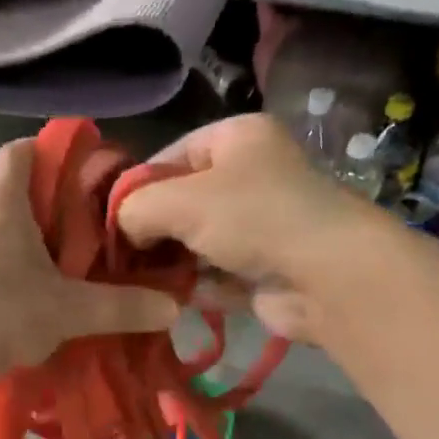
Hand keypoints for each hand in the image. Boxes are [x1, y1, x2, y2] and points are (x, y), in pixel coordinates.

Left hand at [0, 138, 180, 385]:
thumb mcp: (68, 311)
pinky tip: (12, 304)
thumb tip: (174, 308)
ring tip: (51, 276)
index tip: (82, 182)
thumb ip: (121, 307)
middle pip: (9, 190)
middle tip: (80, 240)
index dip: (54, 155)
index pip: (22, 150)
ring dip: (18, 244)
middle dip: (45, 210)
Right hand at [116, 114, 376, 339]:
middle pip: (184, 201)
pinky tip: (169, 300)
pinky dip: (196, 286)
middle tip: (121, 256)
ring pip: (198, 242)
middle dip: (153, 230)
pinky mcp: (264, 269)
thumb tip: (123, 230)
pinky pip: (217, 275)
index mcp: (238, 138)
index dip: (138, 185)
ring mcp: (260, 225)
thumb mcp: (178, 201)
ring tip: (138, 282)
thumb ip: (136, 208)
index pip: (172, 154)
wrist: (326, 276)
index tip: (112, 219)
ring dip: (171, 262)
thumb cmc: (253, 218)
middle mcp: (252, 176)